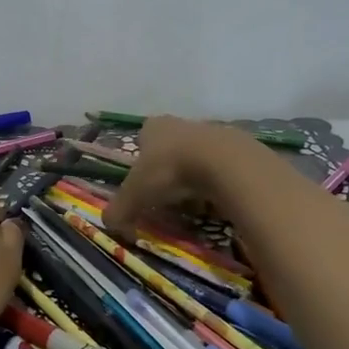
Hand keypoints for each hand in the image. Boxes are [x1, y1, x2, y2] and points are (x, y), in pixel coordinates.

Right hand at [103, 116, 264, 240]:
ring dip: (193, 178)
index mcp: (153, 127)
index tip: (143, 185)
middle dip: (167, 173)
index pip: (142, 139)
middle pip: (170, 149)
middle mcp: (182, 124)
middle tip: (166, 199)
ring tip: (193, 204)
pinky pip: (221, 168)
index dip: (140, 162)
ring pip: (197, 158)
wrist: (224, 164)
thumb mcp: (135, 195)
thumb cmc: (170, 172)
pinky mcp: (239, 147)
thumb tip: (108, 223)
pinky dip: (216, 183)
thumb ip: (119, 210)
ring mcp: (213, 132)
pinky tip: (216, 200)